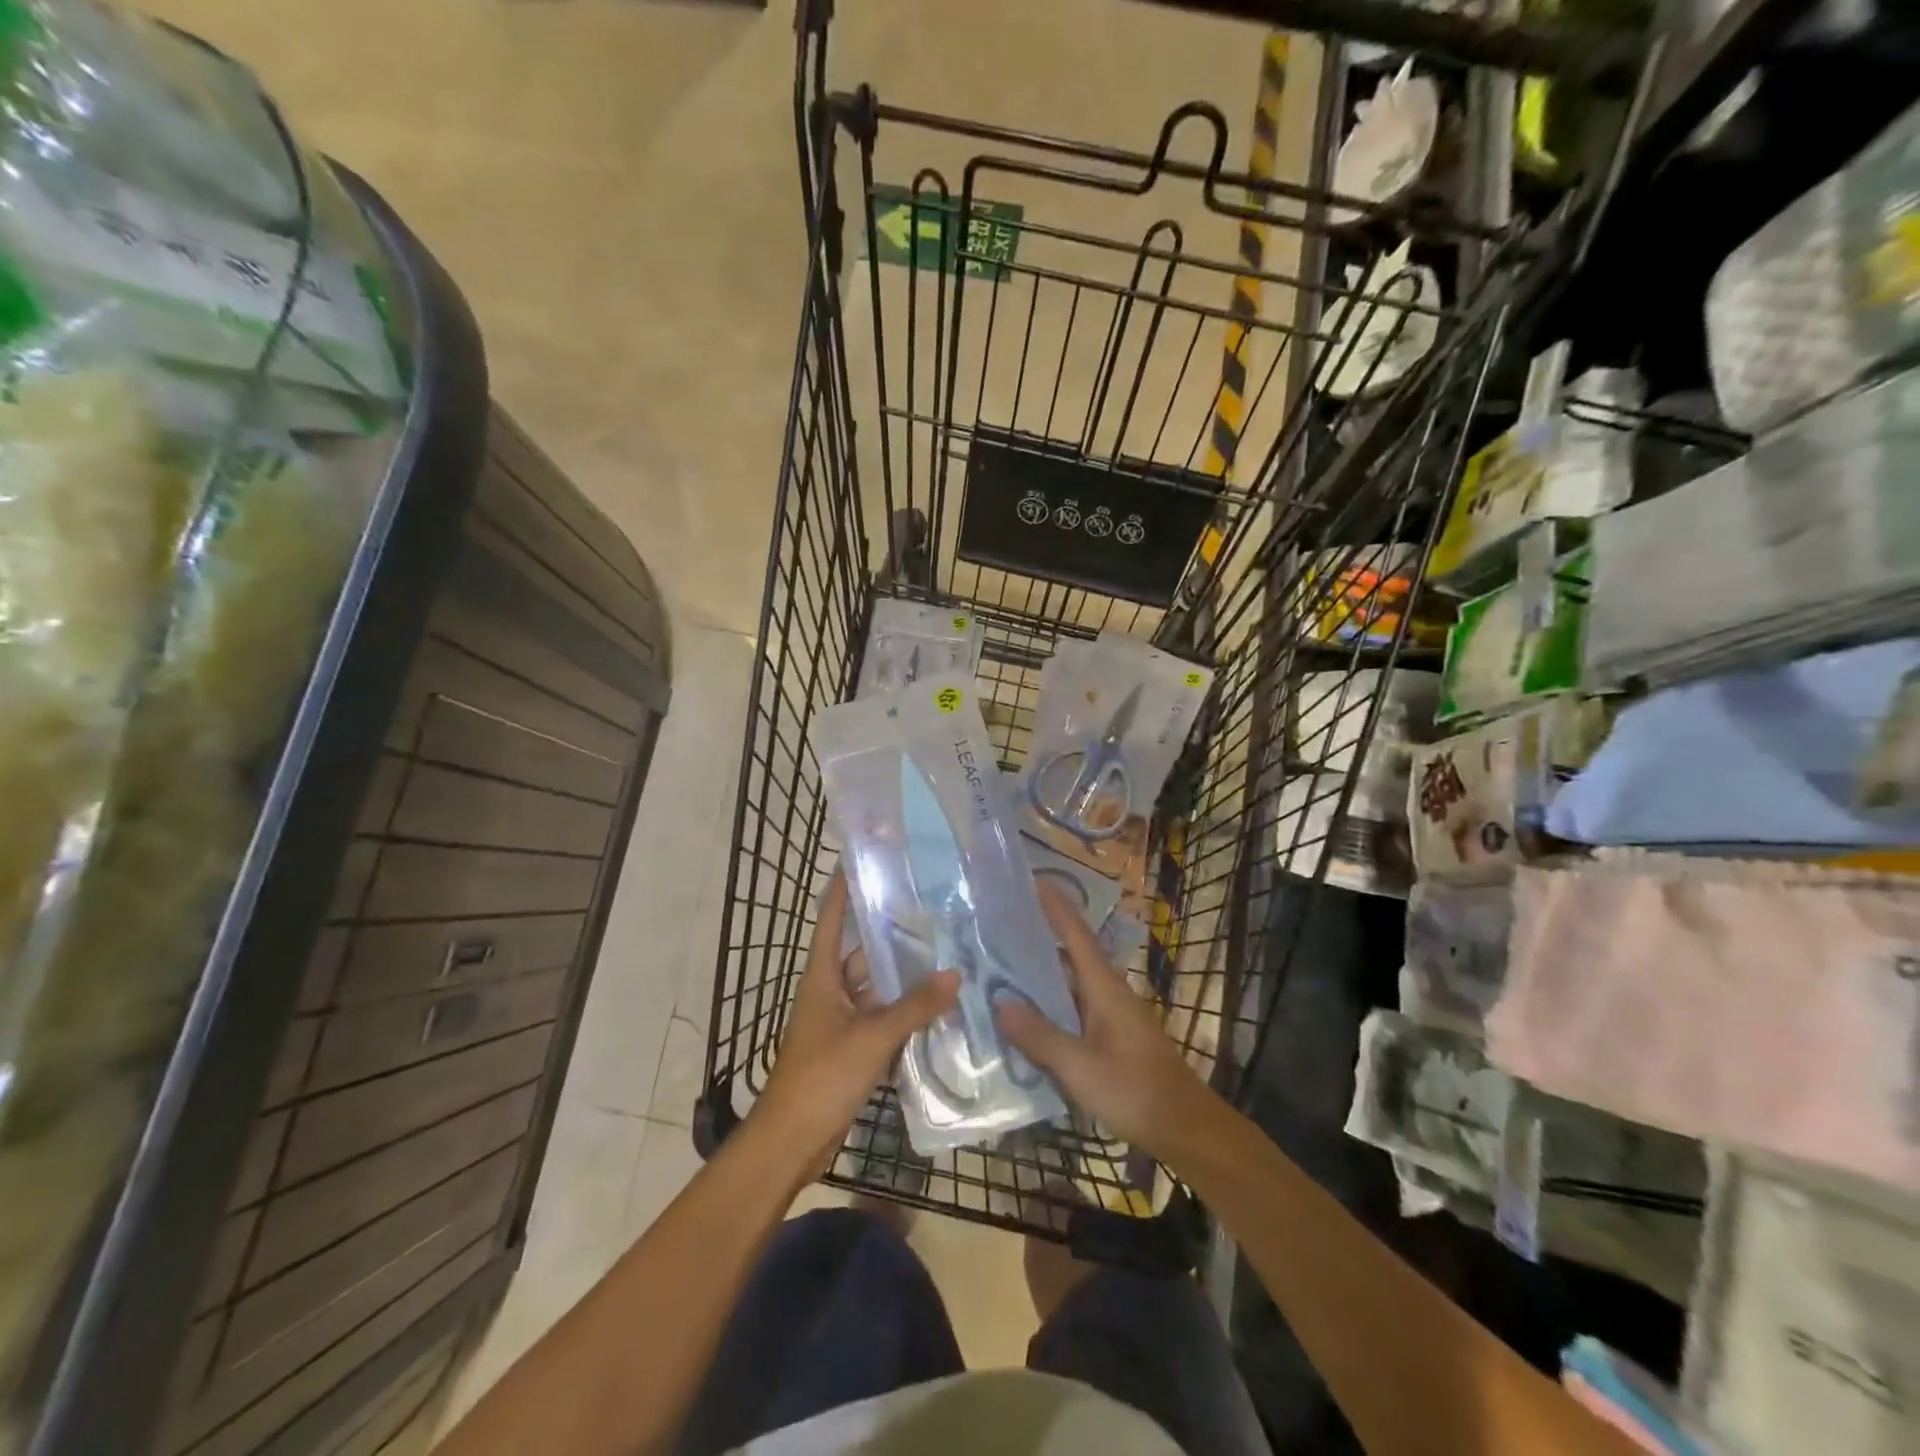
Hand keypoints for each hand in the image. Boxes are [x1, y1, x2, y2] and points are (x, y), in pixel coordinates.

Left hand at [753, 873, 958, 1178]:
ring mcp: (841, 1022)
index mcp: (822, 978)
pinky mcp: (852, 1049)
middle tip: (931, 913)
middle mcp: (830, 992)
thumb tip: (956, 974)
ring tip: (945, 955)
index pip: (832, 920)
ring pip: (876, 989)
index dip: (842, 889)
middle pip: (861, 954)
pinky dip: (905, 1013)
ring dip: (904, 979)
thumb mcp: (872, 1037)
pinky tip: (937, 1007)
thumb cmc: (822, 1077)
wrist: (791, 1142)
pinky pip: (882, 1019)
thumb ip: (915, 1006)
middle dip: (891, 936)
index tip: (860, 858)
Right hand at [995, 880, 1217, 1159]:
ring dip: (1042, 972)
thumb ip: (1040, 1036)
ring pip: (1071, 983)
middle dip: (1041, 935)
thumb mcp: (1080, 1067)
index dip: (1056, 906)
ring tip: (1004, 964)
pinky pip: (1074, 1007)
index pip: (1077, 934)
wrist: (1185, 1127)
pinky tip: (1029, 1016)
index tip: (1034, 879)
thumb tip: (1000, 1003)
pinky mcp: (1112, 1037)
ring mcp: (1113, 1015)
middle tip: (1002, 923)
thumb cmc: (1135, 1090)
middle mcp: (1109, 992)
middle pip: (1072, 953)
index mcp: (1104, 987)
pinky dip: (1051, 1003)